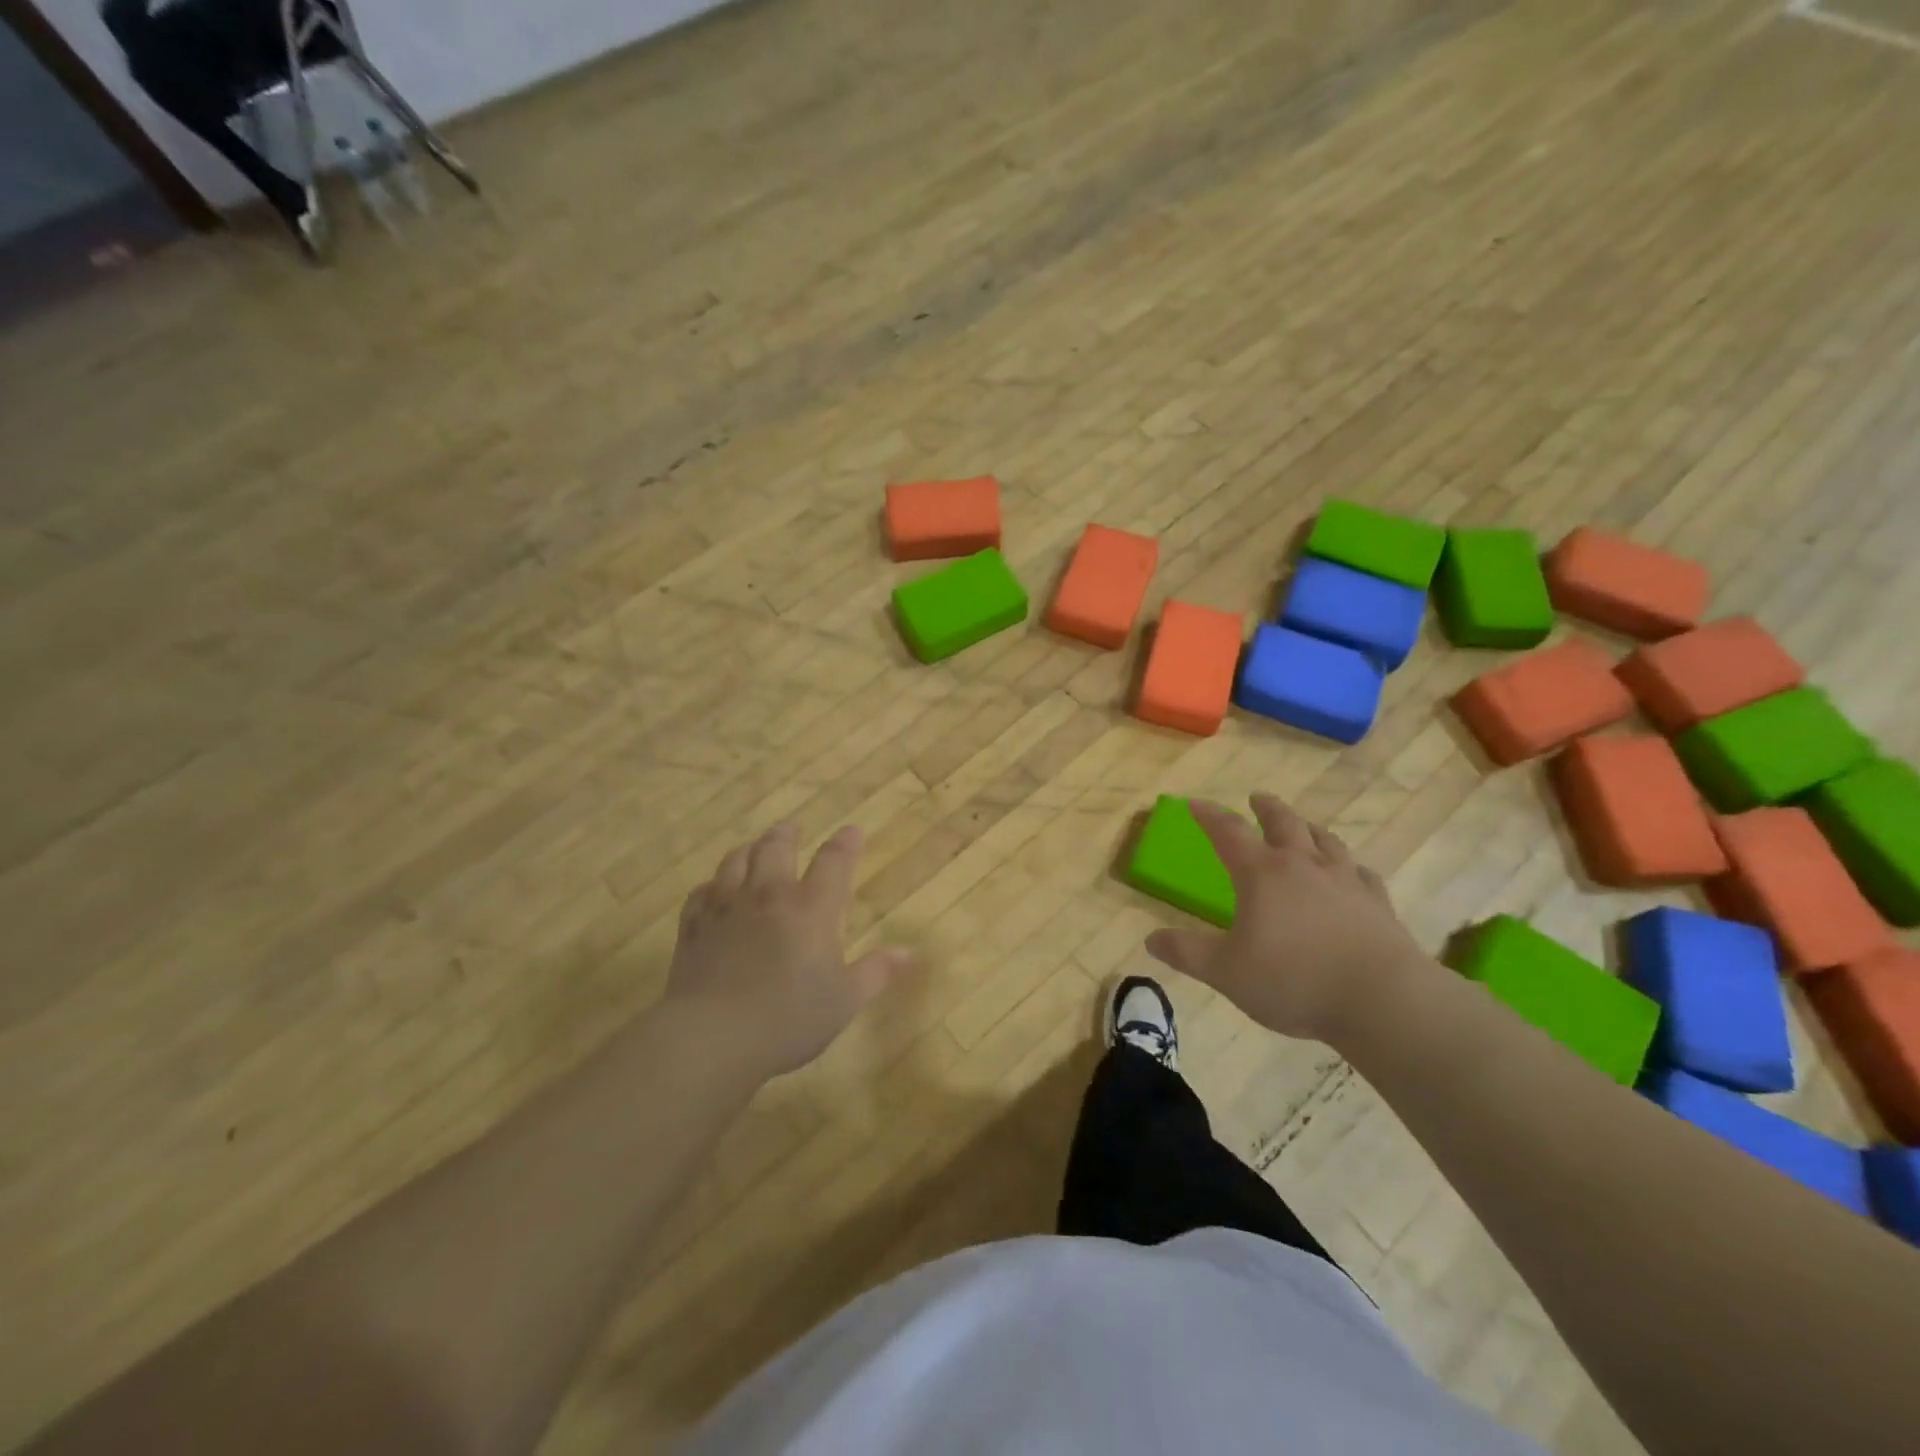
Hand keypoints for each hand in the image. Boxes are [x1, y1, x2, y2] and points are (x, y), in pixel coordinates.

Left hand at [665, 823, 912, 1080]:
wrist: (713, 1037)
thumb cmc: (789, 1019)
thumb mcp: (845, 1000)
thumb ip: (876, 972)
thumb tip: (909, 953)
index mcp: (812, 908)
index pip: (834, 861)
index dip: (845, 843)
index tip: (852, 832)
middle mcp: (769, 896)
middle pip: (775, 847)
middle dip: (786, 835)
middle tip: (792, 831)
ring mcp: (726, 909)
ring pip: (735, 862)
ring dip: (748, 850)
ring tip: (753, 849)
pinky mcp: (694, 929)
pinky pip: (700, 894)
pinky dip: (710, 887)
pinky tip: (712, 891)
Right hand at [1144, 795, 1435, 1045]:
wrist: (1382, 1000)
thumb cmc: (1293, 980)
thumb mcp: (1226, 972)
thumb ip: (1187, 953)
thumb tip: (1151, 940)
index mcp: (1261, 874)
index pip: (1229, 833)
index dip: (1209, 816)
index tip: (1195, 803)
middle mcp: (1303, 866)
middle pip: (1284, 824)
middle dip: (1267, 809)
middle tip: (1257, 798)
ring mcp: (1345, 882)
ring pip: (1326, 842)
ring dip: (1310, 829)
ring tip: (1304, 827)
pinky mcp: (1378, 905)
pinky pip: (1363, 875)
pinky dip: (1351, 868)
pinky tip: (1353, 874)